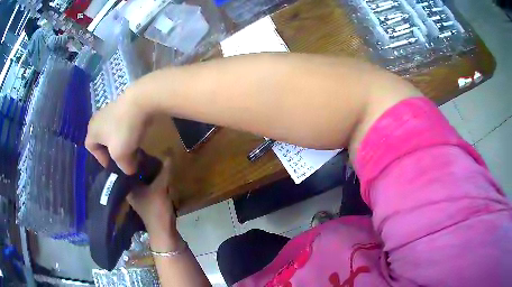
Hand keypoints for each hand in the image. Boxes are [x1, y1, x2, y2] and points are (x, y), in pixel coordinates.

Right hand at [85, 90, 151, 173]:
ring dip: (121, 142)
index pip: (90, 147)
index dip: (99, 158)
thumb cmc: (123, 130)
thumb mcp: (121, 155)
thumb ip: (124, 166)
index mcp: (92, 130)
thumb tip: (130, 169)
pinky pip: (122, 123)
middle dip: (111, 151)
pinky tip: (137, 136)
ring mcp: (111, 109)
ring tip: (132, 149)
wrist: (140, 101)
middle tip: (122, 158)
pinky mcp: (123, 105)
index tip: (111, 165)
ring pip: (113, 131)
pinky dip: (128, 131)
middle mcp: (98, 118)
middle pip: (102, 139)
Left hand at [127, 159, 180, 248]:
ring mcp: (138, 194)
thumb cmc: (156, 210)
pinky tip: (159, 170)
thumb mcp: (161, 188)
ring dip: (148, 168)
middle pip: (134, 170)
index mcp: (128, 186)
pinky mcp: (146, 197)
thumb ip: (165, 170)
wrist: (163, 231)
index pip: (126, 166)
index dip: (133, 156)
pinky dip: (152, 175)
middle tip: (151, 151)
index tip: (141, 147)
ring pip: (141, 176)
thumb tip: (169, 152)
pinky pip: (147, 181)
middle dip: (142, 161)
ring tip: (156, 158)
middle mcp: (130, 189)